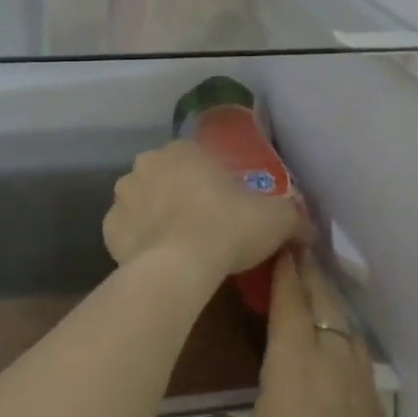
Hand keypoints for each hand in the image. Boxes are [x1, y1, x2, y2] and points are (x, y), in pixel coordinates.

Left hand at [103, 140, 304, 286]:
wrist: (180, 266)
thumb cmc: (228, 227)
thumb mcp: (276, 218)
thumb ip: (293, 217)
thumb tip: (308, 228)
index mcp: (184, 150)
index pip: (199, 160)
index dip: (213, 183)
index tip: (225, 207)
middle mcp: (147, 163)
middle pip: (168, 177)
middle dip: (181, 196)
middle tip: (204, 226)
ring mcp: (123, 195)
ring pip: (143, 202)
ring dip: (157, 216)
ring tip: (180, 247)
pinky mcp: (108, 228)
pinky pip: (128, 231)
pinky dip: (139, 242)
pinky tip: (158, 260)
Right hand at [188, 250, 416, 416]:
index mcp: (296, 365)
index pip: (291, 295)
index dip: (282, 262)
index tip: (273, 234)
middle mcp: (334, 364)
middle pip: (323, 300)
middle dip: (305, 270)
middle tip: (285, 248)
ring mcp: (362, 392)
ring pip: (344, 326)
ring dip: (324, 300)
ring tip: (304, 291)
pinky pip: (354, 356)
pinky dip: (337, 334)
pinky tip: (325, 352)